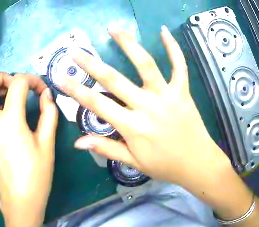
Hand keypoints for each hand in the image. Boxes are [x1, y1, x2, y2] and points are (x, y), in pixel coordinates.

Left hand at [0, 73, 57, 226]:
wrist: (19, 199)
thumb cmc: (36, 174)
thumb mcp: (47, 144)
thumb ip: (48, 114)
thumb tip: (46, 95)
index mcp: (10, 121)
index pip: (17, 84)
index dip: (32, 80)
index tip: (41, 90)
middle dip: (0, 77)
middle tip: (13, 86)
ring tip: (2, 97)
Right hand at [60, 26, 231, 186]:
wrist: (198, 164)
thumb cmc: (165, 166)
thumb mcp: (133, 163)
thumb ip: (106, 148)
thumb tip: (77, 142)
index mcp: (133, 126)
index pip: (97, 104)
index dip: (76, 90)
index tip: (60, 77)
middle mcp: (147, 106)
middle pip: (114, 79)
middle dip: (91, 64)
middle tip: (75, 51)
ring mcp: (167, 96)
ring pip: (145, 64)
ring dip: (128, 44)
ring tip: (113, 29)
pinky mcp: (183, 91)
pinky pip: (179, 66)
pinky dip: (173, 48)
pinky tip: (164, 31)